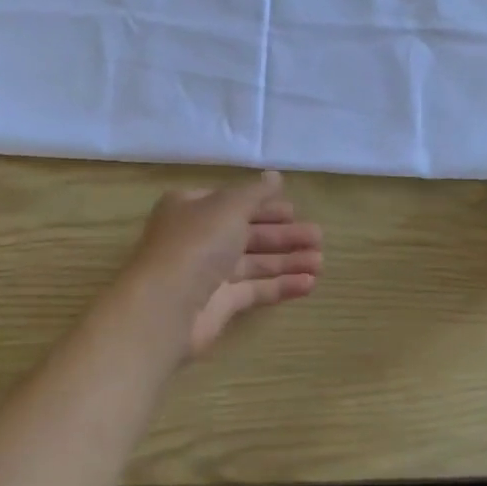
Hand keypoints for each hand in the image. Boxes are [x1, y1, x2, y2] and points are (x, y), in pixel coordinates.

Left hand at [113, 172, 321, 360]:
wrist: (165, 308)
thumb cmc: (196, 244)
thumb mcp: (228, 207)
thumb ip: (255, 193)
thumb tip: (275, 177)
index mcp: (192, 208)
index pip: (233, 202)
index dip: (264, 205)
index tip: (294, 210)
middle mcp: (198, 239)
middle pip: (247, 233)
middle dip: (283, 235)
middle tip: (318, 236)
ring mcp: (208, 273)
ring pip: (254, 262)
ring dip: (287, 260)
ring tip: (321, 261)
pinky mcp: (219, 304)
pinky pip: (255, 289)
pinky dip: (281, 285)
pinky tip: (309, 284)